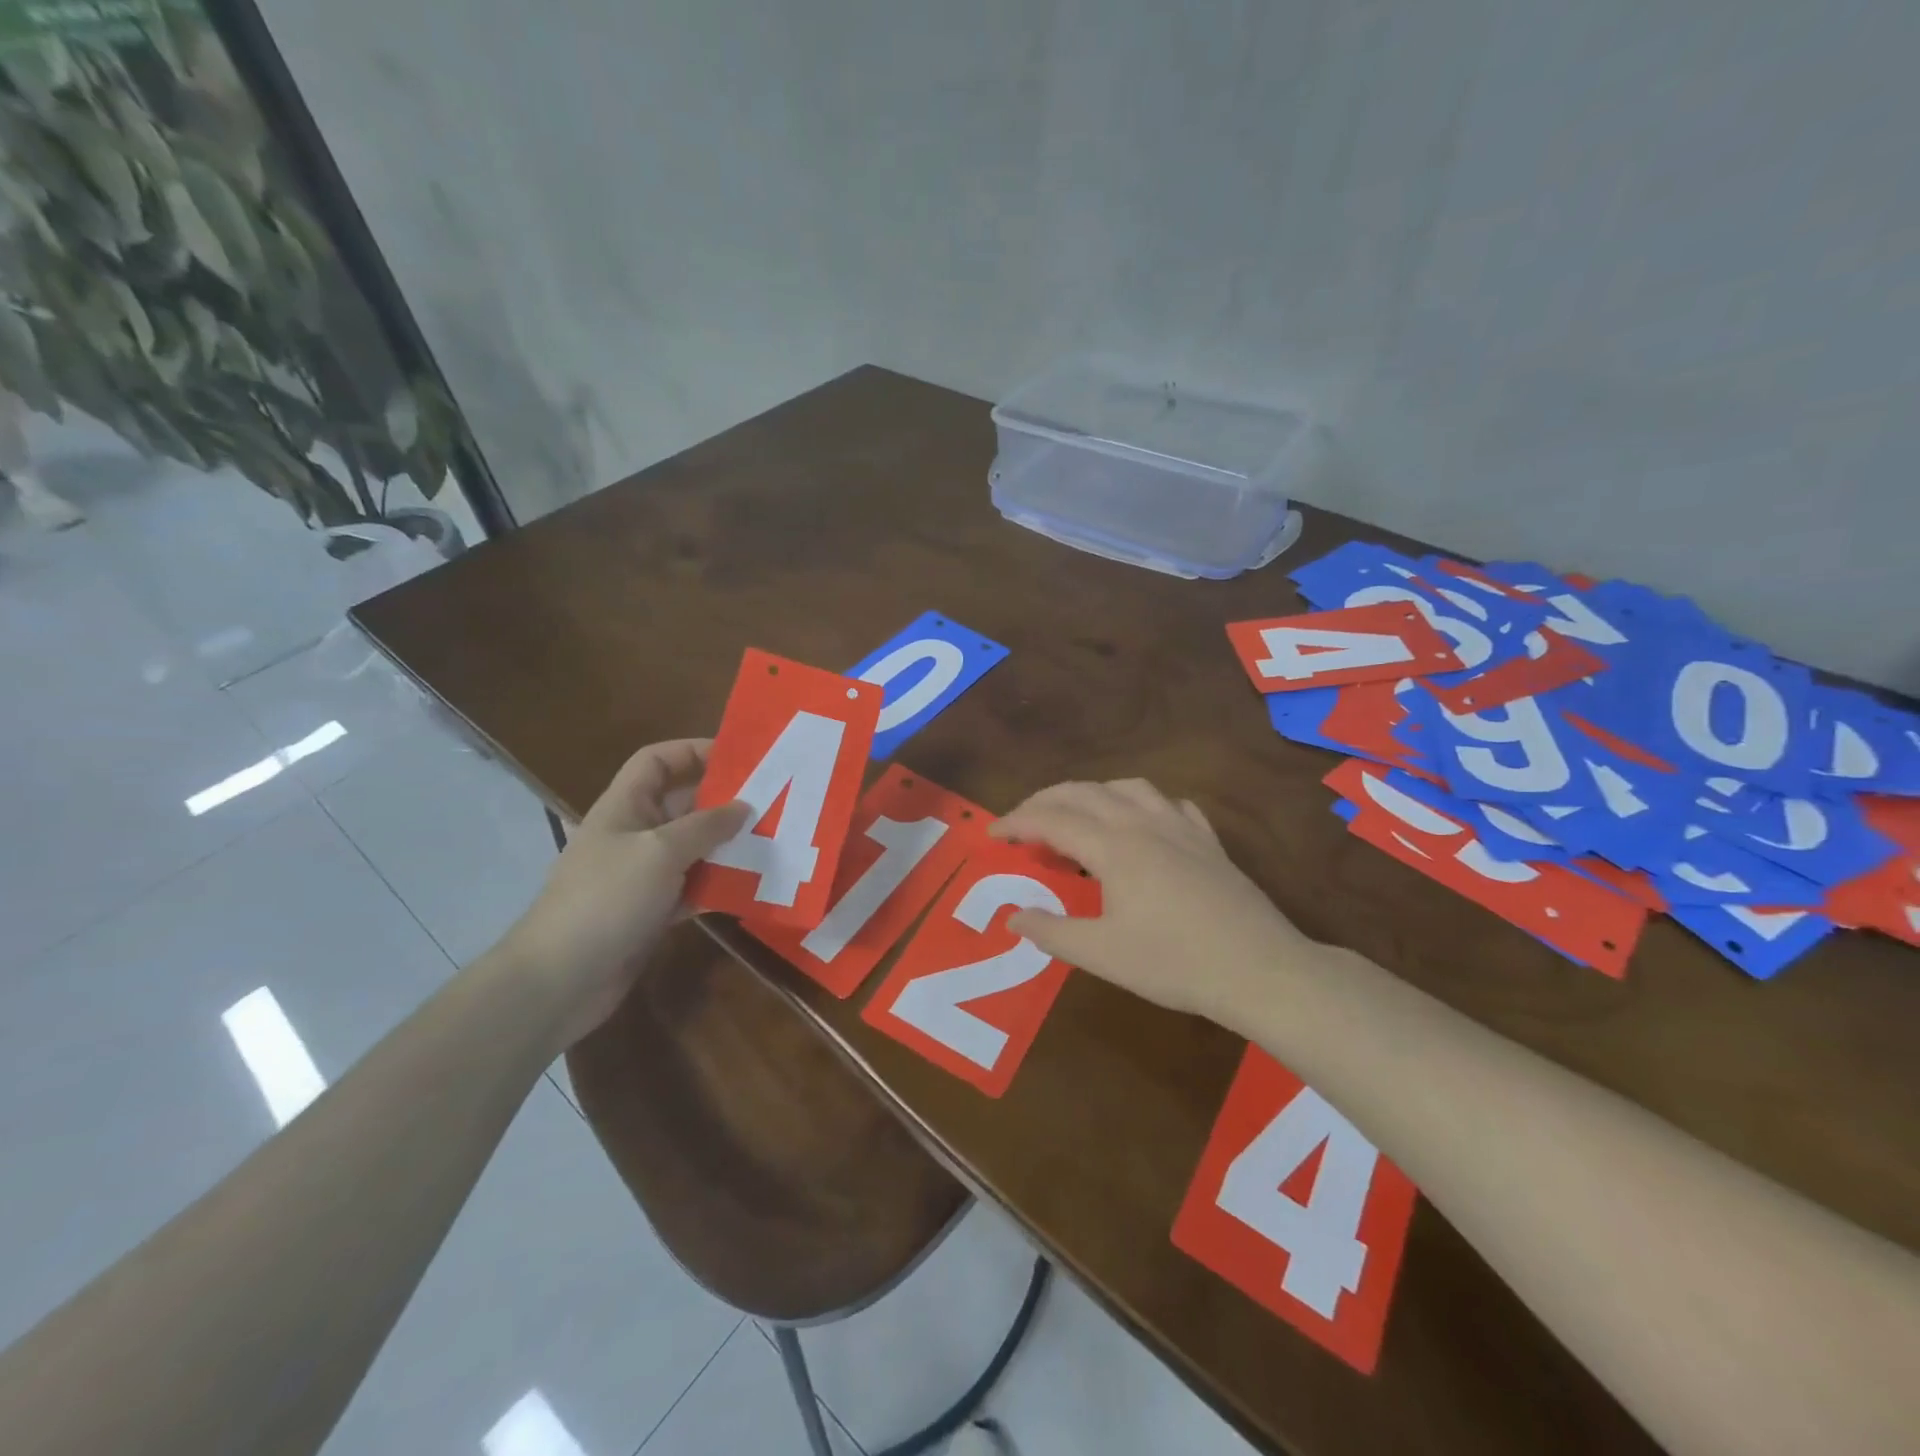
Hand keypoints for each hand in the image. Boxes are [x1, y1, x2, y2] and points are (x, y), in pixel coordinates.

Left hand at [499, 739, 746, 1046]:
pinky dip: (720, 885)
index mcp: (625, 807)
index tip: (740, 758)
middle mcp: (635, 834)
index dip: (693, 751)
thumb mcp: (660, 851)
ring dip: (729, 846)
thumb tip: (743, 808)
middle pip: (683, 804)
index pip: (657, 761)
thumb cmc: (607, 898)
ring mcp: (642, 875)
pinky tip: (753, 886)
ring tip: (773, 842)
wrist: (560, 980)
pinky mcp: (652, 911)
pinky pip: (694, 887)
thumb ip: (705, 826)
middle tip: (773, 803)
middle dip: (725, 802)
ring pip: (694, 848)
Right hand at [992, 778, 1314, 1021]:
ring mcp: (1180, 827)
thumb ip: (1052, 932)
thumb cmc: (1174, 963)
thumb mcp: (1102, 954)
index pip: (1052, 820)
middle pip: (1083, 793)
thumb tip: (1014, 916)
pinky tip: (1142, 822)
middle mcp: (1142, 823)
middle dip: (1045, 800)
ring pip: (1127, 787)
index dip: (1016, 823)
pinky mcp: (1208, 840)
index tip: (991, 834)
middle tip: (1021, 822)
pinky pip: (1169, 803)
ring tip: (1076, 814)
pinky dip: (1142, 803)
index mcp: (1113, 846)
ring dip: (1091, 793)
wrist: (1258, 969)